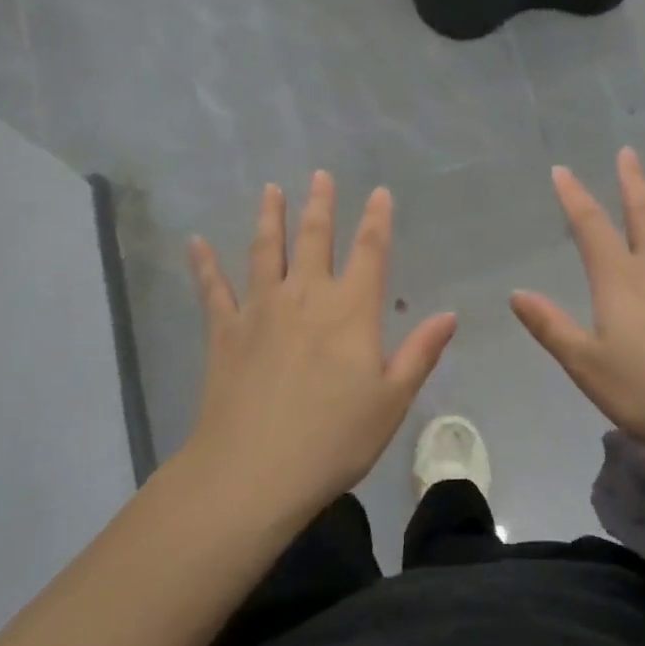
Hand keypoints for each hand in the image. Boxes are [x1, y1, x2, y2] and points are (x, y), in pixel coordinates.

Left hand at [182, 172, 456, 519]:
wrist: (254, 471)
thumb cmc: (334, 438)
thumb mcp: (392, 400)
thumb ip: (419, 352)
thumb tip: (448, 315)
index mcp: (351, 310)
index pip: (369, 251)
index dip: (376, 219)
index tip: (379, 192)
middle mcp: (306, 296)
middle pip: (314, 238)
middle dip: (320, 205)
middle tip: (320, 175)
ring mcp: (260, 309)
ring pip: (265, 251)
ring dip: (269, 218)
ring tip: (270, 190)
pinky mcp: (225, 331)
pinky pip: (213, 289)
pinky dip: (204, 264)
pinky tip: (196, 242)